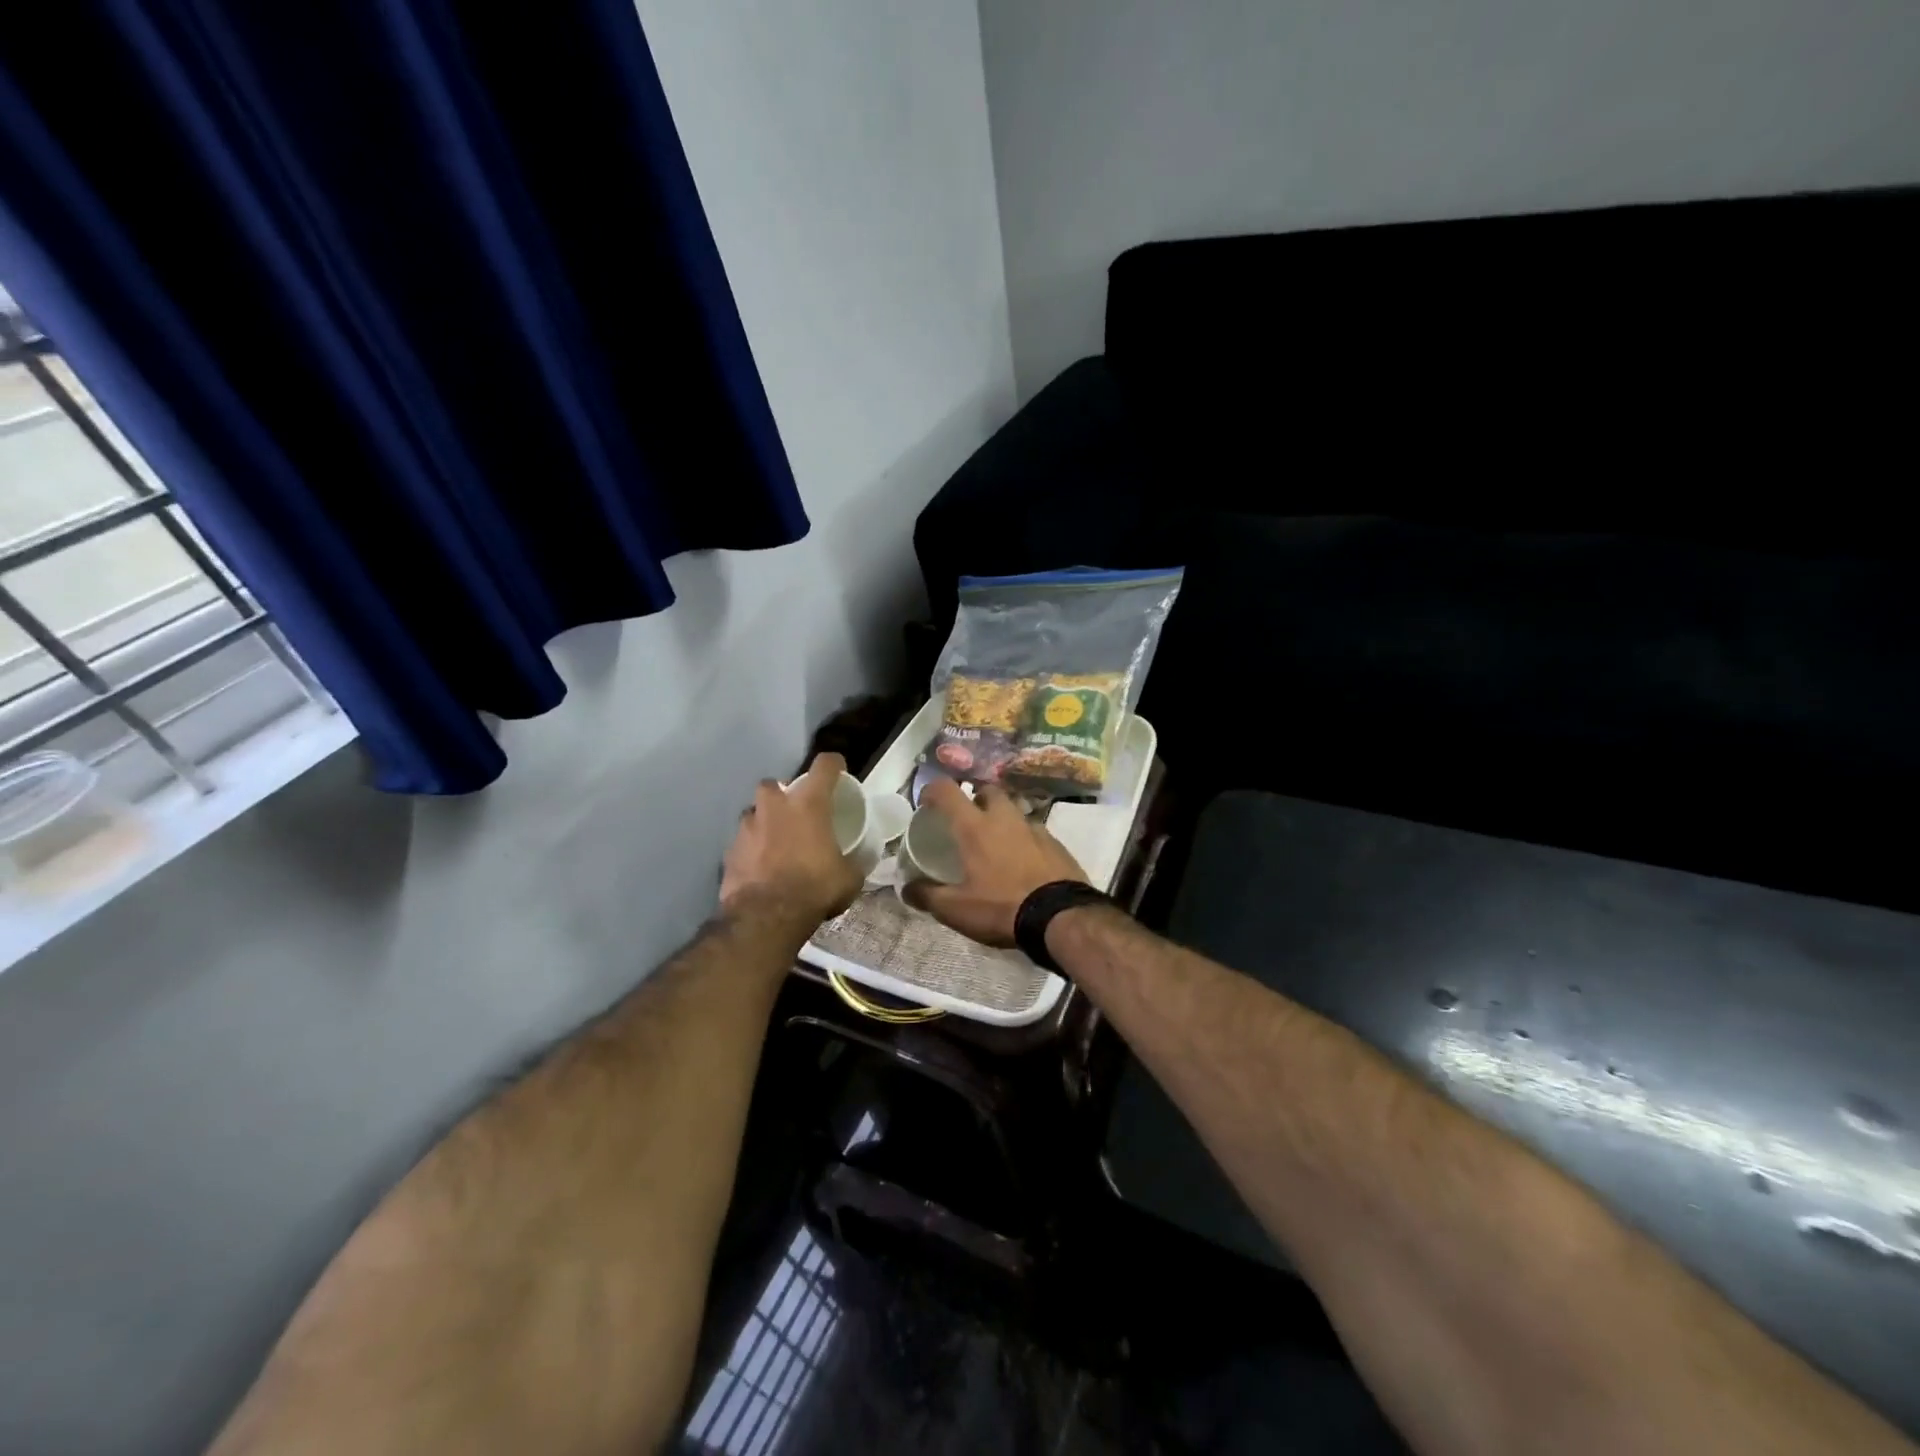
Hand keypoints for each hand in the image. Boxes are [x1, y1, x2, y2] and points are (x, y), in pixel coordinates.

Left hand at [721, 753, 863, 927]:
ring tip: (775, 842)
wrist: (765, 916)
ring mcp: (747, 826)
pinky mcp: (729, 850)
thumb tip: (854, 864)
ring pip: (754, 812)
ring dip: (764, 822)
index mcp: (809, 804)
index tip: (838, 771)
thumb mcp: (848, 878)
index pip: (825, 766)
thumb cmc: (814, 888)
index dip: (834, 764)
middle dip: (783, 794)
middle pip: (775, 784)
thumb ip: (851, 862)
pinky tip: (760, 866)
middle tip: (795, 813)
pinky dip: (751, 849)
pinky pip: (743, 841)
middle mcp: (775, 806)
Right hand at [903, 779, 1088, 946]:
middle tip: (967, 820)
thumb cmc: (1001, 907)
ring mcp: (1034, 827)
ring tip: (996, 842)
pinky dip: (1024, 838)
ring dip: (1002, 818)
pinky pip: (1034, 830)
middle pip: (987, 791)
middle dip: (975, 798)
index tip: (927, 803)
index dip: (932, 790)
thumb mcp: (956, 910)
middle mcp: (1004, 818)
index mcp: (974, 827)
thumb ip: (928, 896)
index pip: (947, 791)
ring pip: (1013, 809)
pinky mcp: (1056, 842)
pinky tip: (1023, 861)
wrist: (1061, 916)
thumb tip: (906, 889)